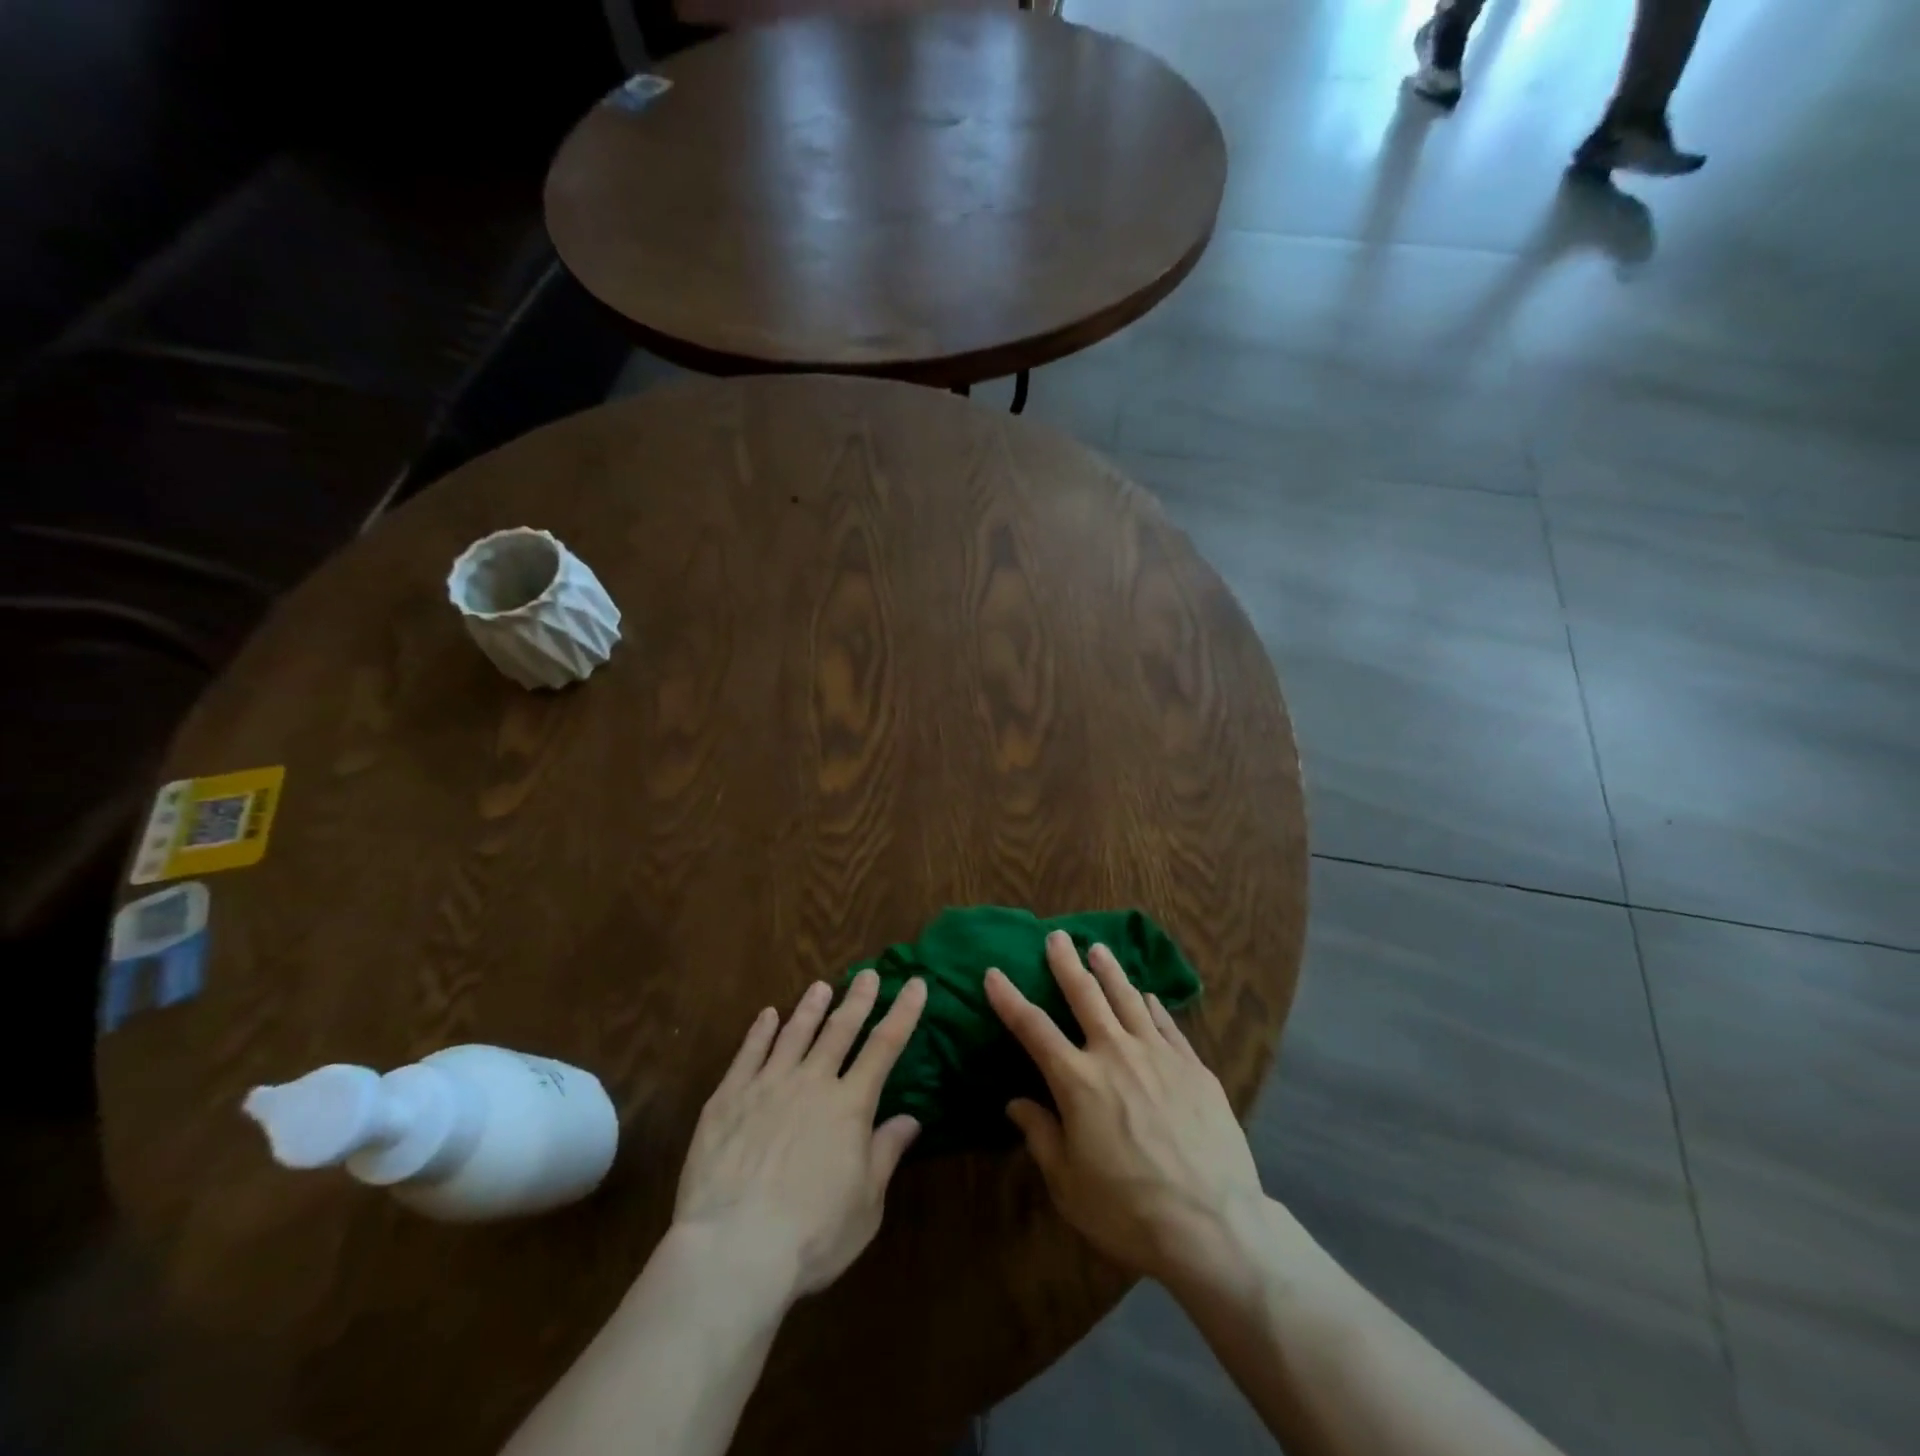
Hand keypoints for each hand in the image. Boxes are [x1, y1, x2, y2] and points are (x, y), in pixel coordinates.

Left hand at [673, 971, 927, 1301]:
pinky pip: (748, 1053)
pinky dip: (760, 1031)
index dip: (903, 1013)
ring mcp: (767, 1085)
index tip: (916, 984)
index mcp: (850, 1105)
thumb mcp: (866, 1205)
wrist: (733, 1249)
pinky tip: (767, 1015)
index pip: (885, 1047)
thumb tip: (910, 1119)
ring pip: (795, 1033)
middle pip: (840, 1030)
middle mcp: (812, 1083)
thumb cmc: (812, 1236)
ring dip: (811, 1007)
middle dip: (858, 999)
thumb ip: (885, 1154)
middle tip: (869, 973)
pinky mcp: (728, 1098)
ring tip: (821, 986)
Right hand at [985, 932, 1264, 1288]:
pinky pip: (1167, 1024)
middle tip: (1056, 936)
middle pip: (1085, 996)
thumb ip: (1041, 1136)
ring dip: (1110, 971)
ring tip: (1098, 948)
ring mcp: (1158, 1056)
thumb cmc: (1128, 1210)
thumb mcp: (1069, 1184)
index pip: (1033, 1028)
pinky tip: (1148, 995)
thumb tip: (1016, 1103)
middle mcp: (1115, 1054)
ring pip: (1128, 999)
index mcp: (1077, 1081)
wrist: (1211, 1224)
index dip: (1009, 998)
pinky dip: (1153, 1006)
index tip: (994, 973)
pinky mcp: (1194, 1067)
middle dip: (1066, 963)